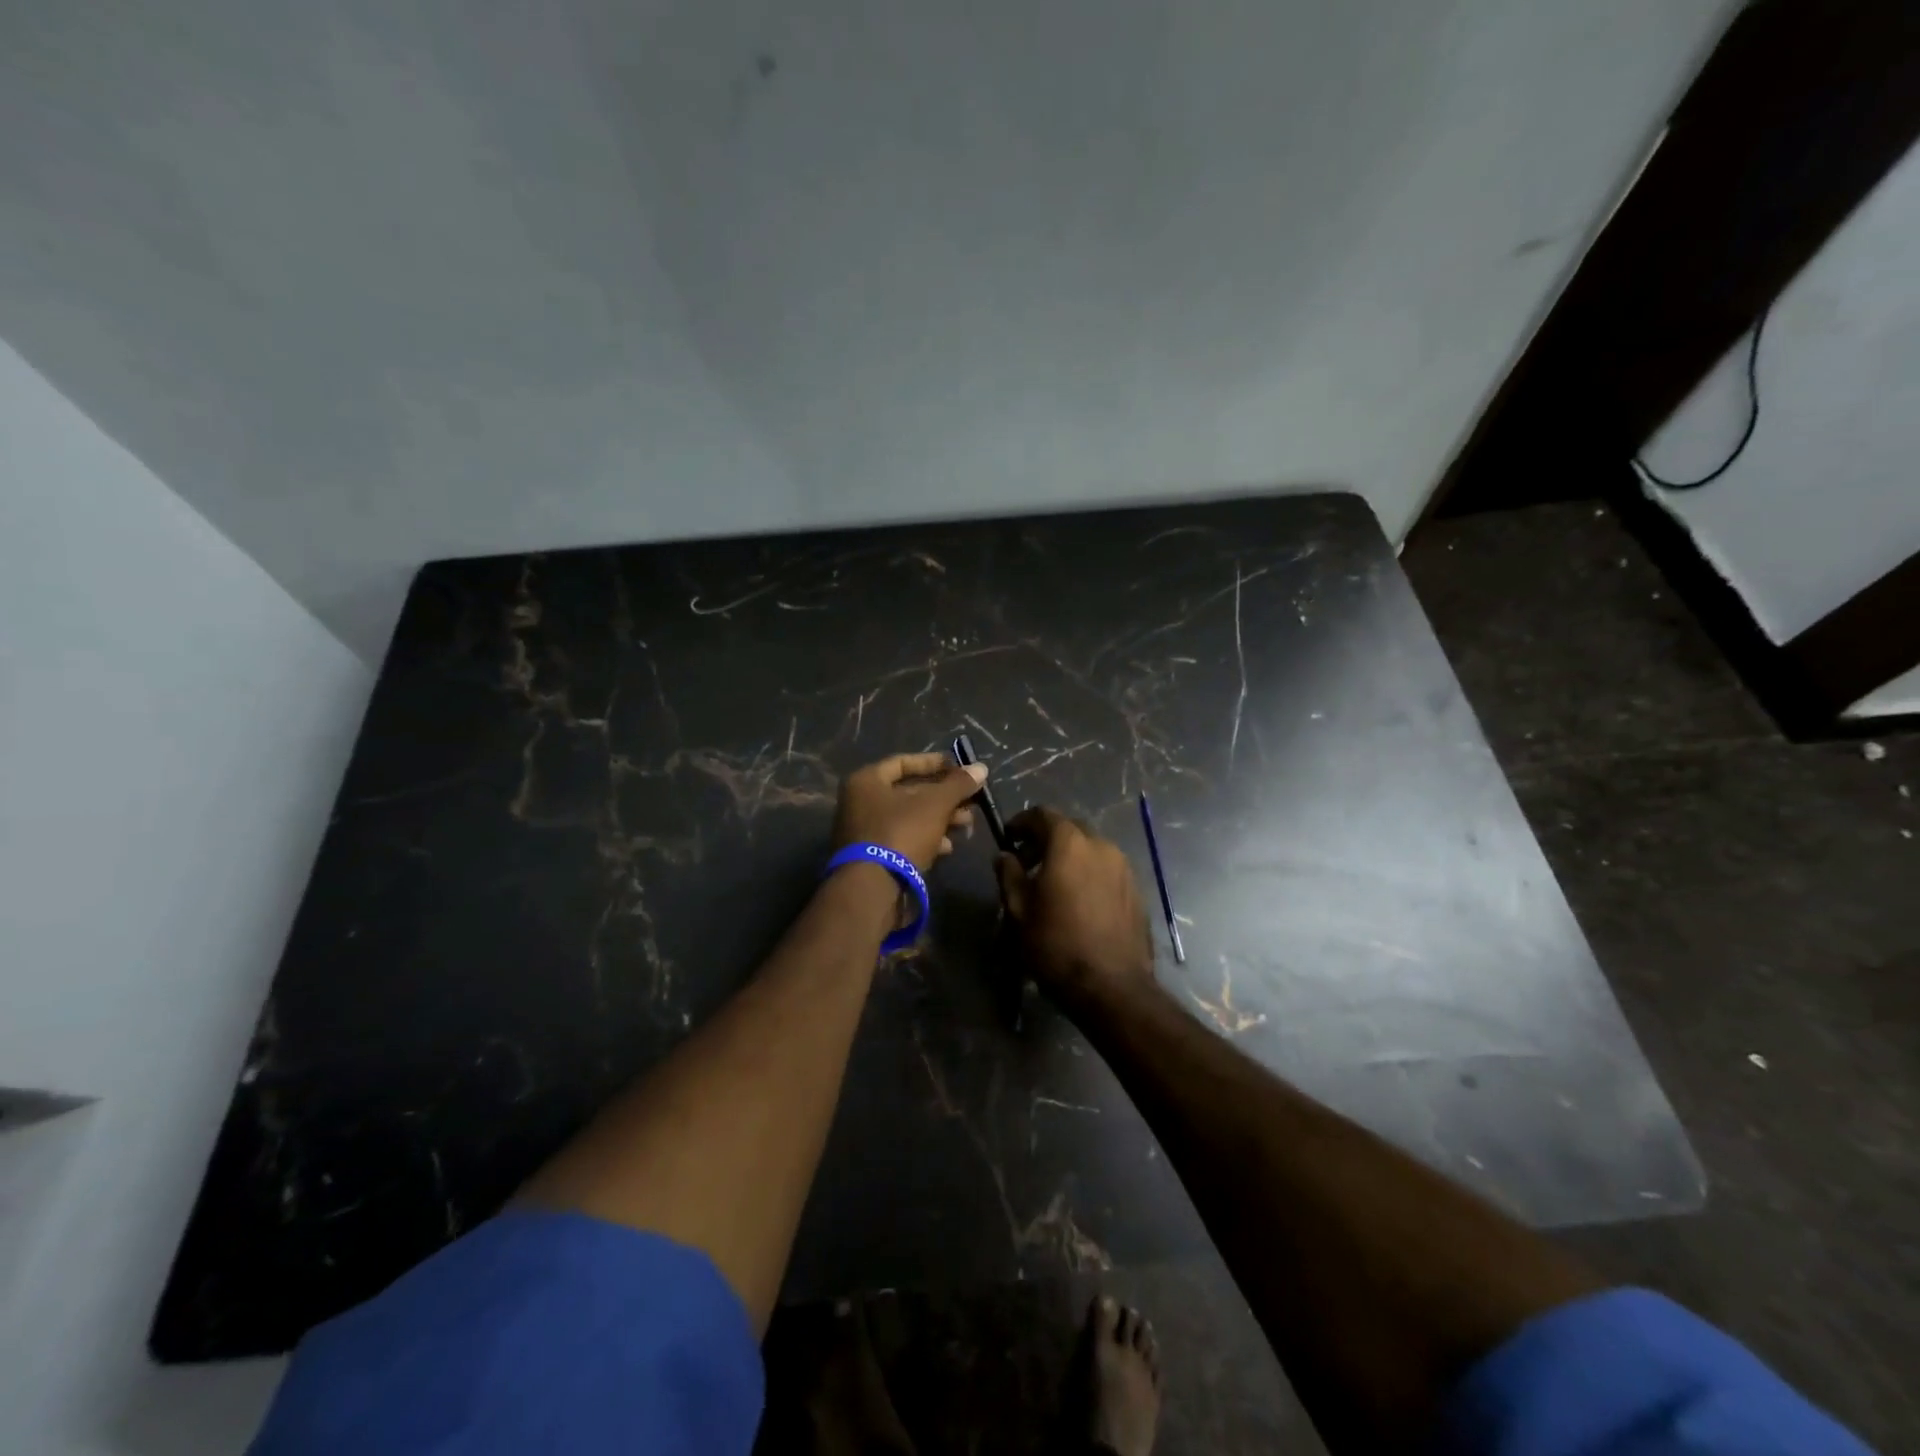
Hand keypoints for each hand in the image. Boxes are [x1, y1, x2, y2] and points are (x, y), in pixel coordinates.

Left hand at [832, 753, 985, 871]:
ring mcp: (865, 832)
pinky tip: (948, 848)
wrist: (873, 889)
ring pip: (909, 818)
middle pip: (909, 792)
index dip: (934, 763)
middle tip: (971, 802)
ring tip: (967, 825)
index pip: (903, 762)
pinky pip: (903, 839)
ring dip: (940, 819)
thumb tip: (981, 767)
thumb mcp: (935, 804)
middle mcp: (860, 803)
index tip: (960, 768)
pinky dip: (926, 839)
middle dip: (944, 797)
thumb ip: (958, 784)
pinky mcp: (873, 857)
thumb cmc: (901, 833)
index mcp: (867, 781)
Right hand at [995, 807, 1157, 1011]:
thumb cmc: (1056, 945)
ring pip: (1091, 848)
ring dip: (1070, 856)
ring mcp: (1124, 867)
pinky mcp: (1136, 889)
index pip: (1043, 814)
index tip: (1009, 839)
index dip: (1022, 823)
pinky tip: (1078, 900)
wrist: (1112, 987)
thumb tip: (1005, 856)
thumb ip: (1009, 875)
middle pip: (1069, 828)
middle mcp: (1101, 845)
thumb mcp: (1018, 910)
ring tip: (1053, 884)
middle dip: (1046, 839)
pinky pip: (1107, 868)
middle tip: (1027, 863)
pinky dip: (1089, 872)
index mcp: (1070, 844)